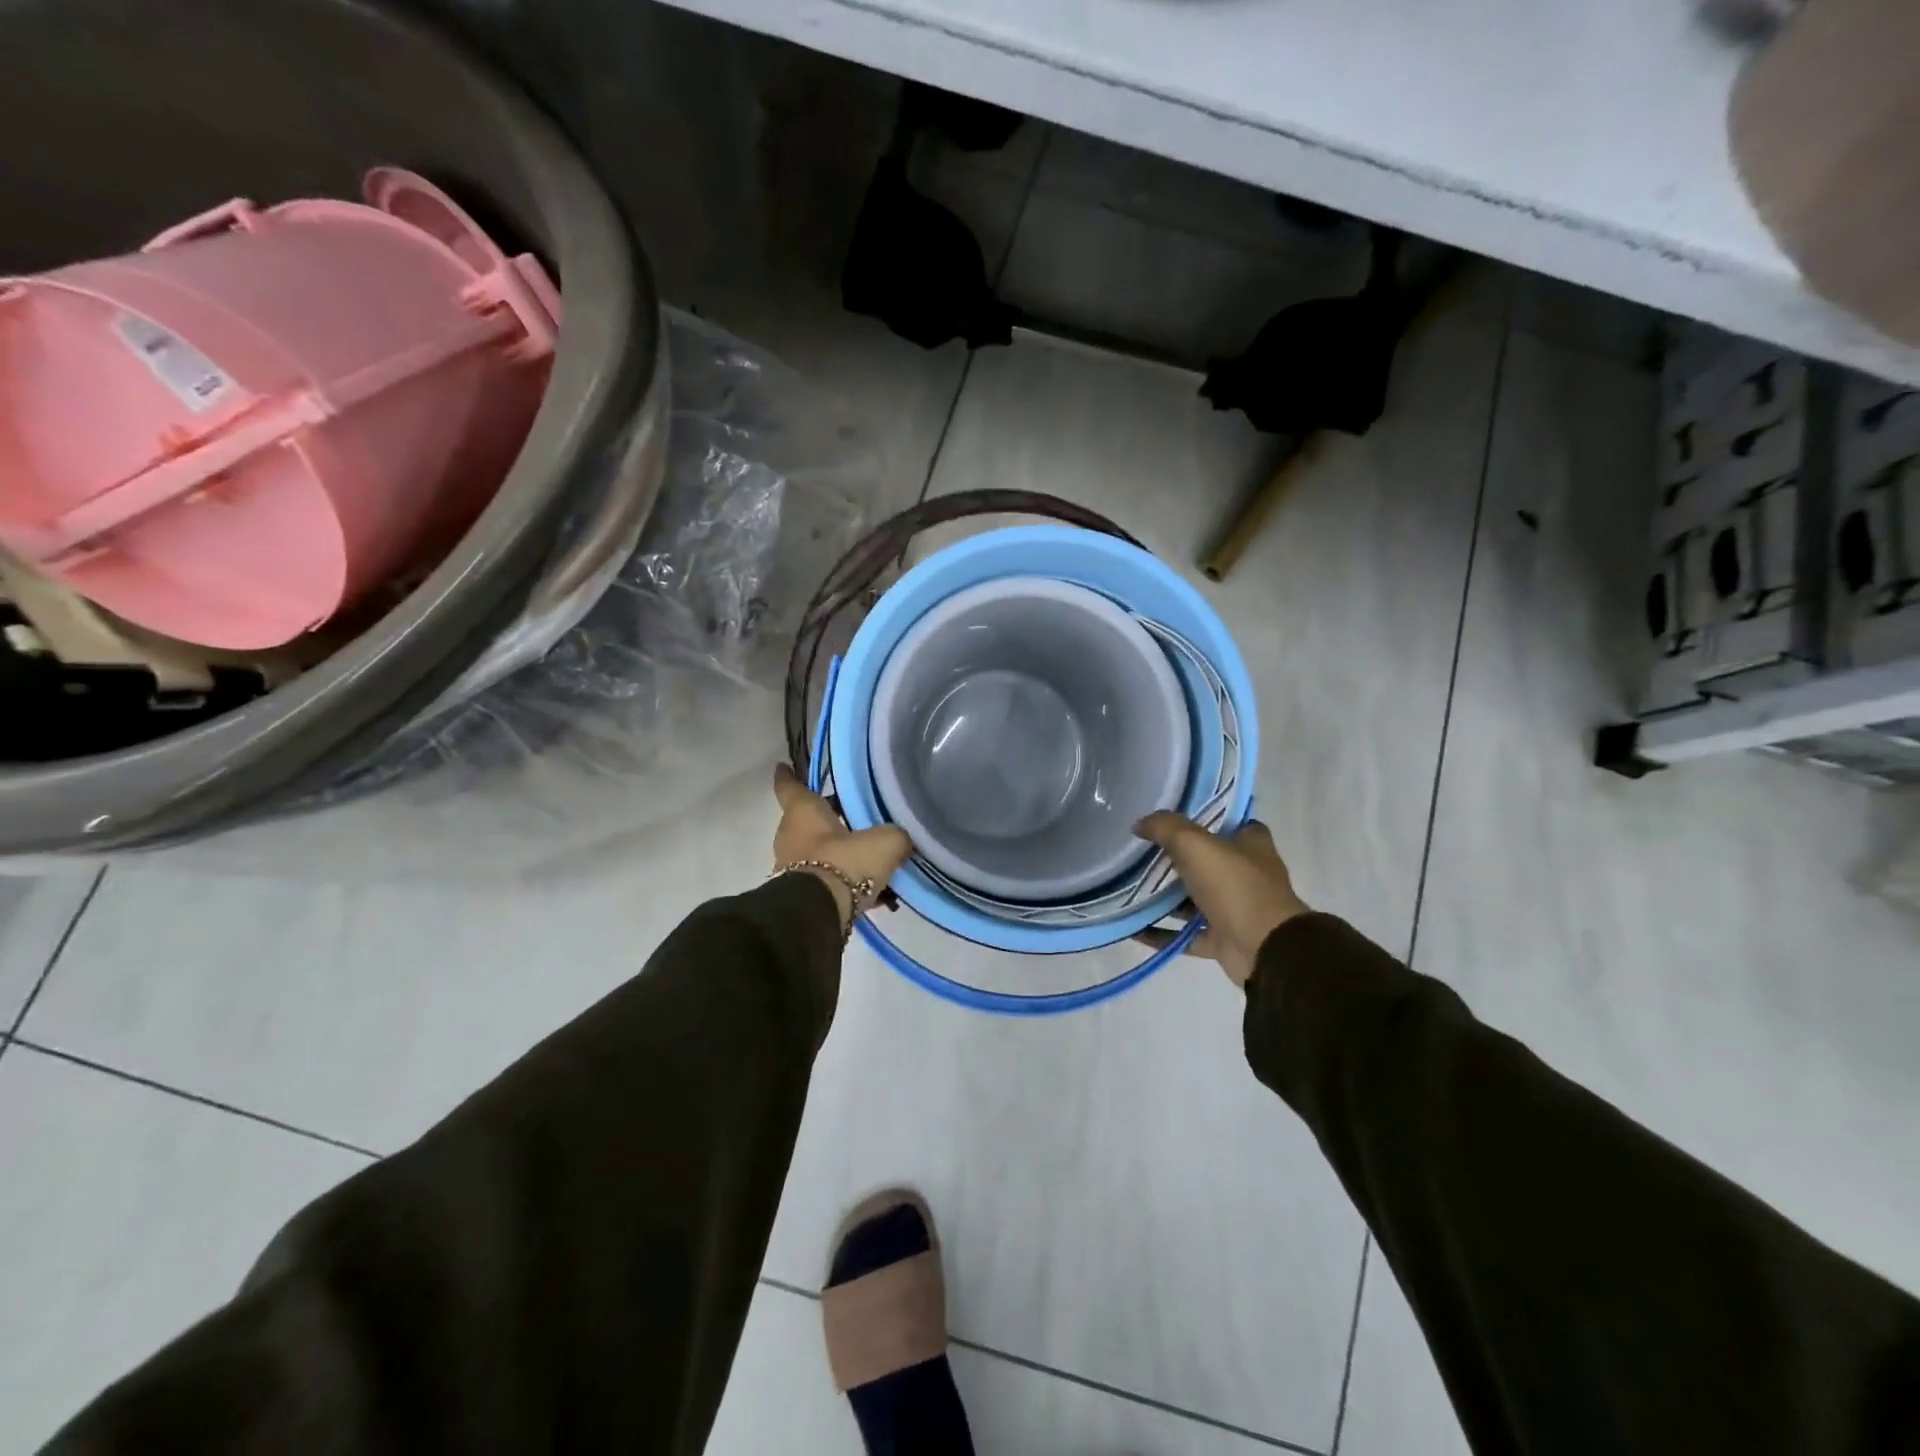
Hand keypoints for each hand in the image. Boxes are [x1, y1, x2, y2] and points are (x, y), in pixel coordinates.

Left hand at [773, 764, 912, 930]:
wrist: (818, 915)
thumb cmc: (845, 863)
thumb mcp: (884, 842)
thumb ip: (896, 836)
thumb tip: (904, 839)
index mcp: (802, 812)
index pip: (789, 786)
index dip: (788, 776)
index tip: (783, 766)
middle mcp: (790, 835)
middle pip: (807, 820)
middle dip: (829, 817)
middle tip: (855, 814)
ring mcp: (791, 867)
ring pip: (817, 851)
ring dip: (838, 852)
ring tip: (870, 857)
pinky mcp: (800, 894)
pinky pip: (825, 878)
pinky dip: (843, 880)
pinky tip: (873, 890)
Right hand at [1133, 813, 1309, 987]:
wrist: (1265, 949)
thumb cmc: (1235, 886)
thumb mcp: (1195, 845)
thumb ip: (1166, 828)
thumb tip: (1140, 823)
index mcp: (1251, 845)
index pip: (1228, 823)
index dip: (1201, 818)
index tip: (1169, 819)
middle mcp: (1246, 875)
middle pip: (1206, 861)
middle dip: (1175, 858)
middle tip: (1139, 852)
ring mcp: (1236, 909)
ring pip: (1195, 899)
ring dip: (1166, 898)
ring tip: (1130, 888)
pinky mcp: (1224, 939)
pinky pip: (1186, 934)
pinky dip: (1163, 932)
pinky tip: (1135, 927)